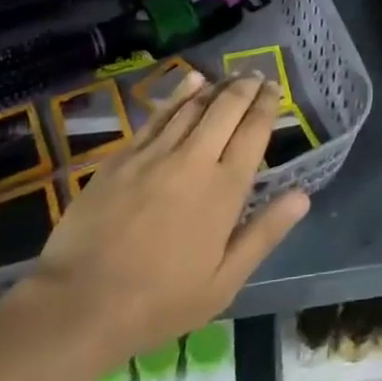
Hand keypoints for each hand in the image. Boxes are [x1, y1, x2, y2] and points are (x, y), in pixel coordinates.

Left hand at [19, 68, 309, 373]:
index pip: (253, 132)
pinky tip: (191, 82)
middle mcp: (194, 160)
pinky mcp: (124, 156)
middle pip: (226, 108)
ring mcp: (155, 154)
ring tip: (231, 76)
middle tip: (257, 75)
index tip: (274, 89)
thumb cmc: (159, 302)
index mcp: (224, 189)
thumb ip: (264, 233)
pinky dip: (180, 94)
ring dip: (217, 86)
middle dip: (246, 87)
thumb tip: (303, 194)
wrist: (78, 305)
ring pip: (194, 105)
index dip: (267, 105)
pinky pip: (158, 115)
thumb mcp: (224, 282)